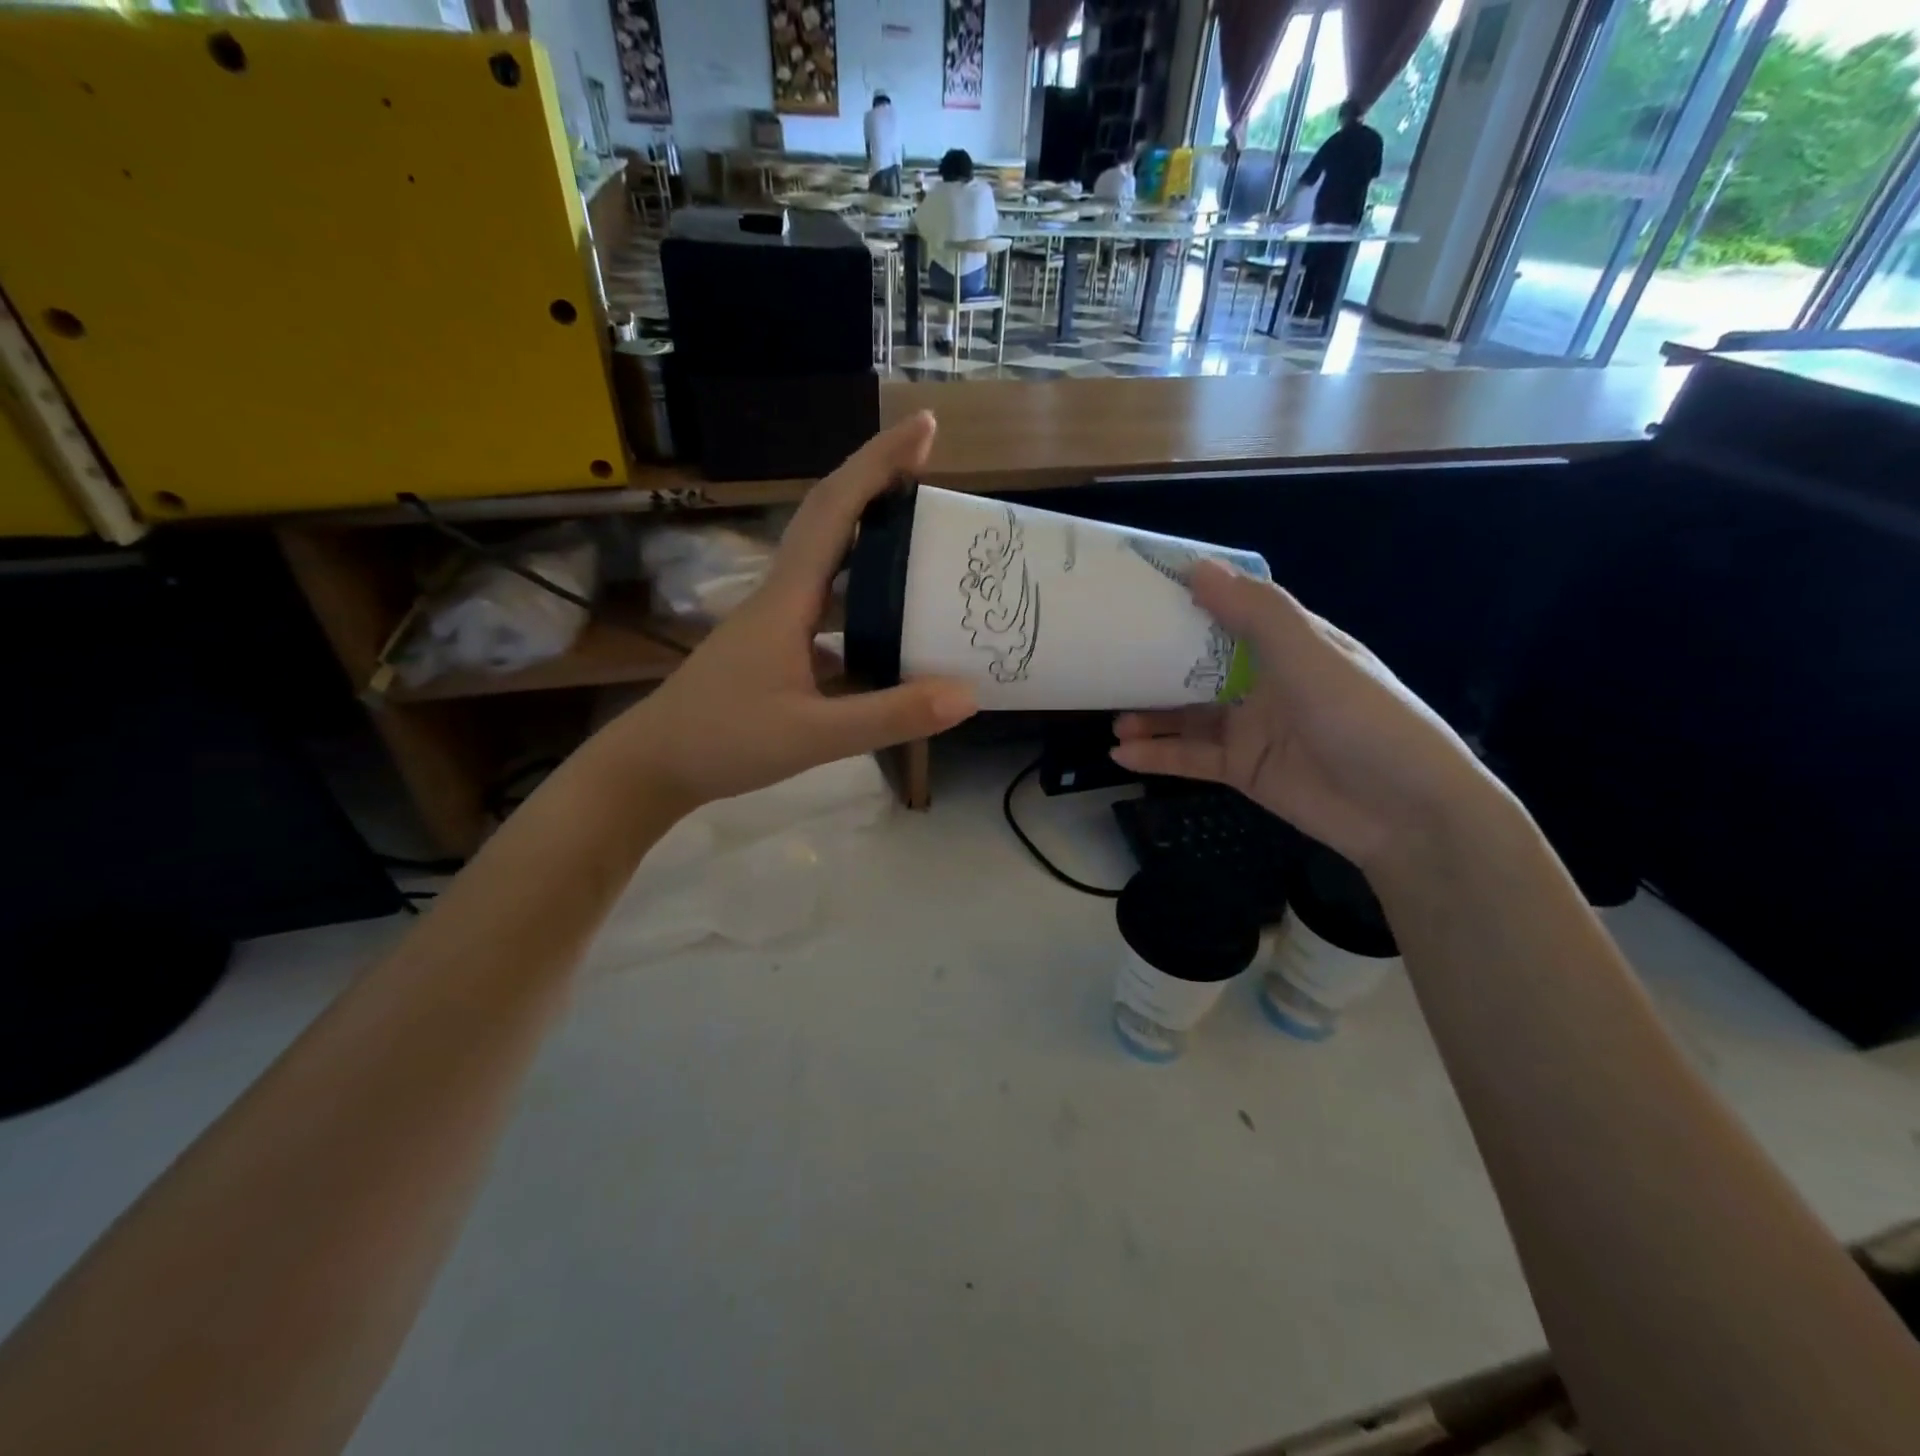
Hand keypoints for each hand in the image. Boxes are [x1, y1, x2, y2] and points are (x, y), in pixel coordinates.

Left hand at [608, 413, 975, 807]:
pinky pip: (829, 606)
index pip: (836, 510)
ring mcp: (776, 622)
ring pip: (828, 562)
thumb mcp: (812, 735)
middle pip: (831, 519)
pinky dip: (863, 597)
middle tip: (931, 468)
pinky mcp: (776, 649)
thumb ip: (889, 716)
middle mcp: (782, 596)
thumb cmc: (722, 741)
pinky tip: (891, 623)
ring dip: (870, 535)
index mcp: (788, 598)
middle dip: (877, 482)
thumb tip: (968, 694)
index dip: (879, 463)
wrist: (653, 766)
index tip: (924, 427)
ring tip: (921, 534)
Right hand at [1110, 562, 1496, 869]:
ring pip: (1187, 715)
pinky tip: (1122, 754)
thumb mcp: (1311, 656)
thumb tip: (1196, 567)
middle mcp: (1265, 681)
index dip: (1187, 600)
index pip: (1229, 612)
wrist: (1405, 813)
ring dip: (1149, 715)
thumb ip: (1255, 613)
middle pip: (1198, 666)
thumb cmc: (1363, 719)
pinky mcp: (1243, 770)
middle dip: (1154, 664)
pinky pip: (1191, 758)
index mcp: (1287, 644)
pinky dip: (1158, 755)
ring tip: (1111, 717)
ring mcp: (1252, 728)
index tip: (1136, 592)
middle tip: (1108, 659)